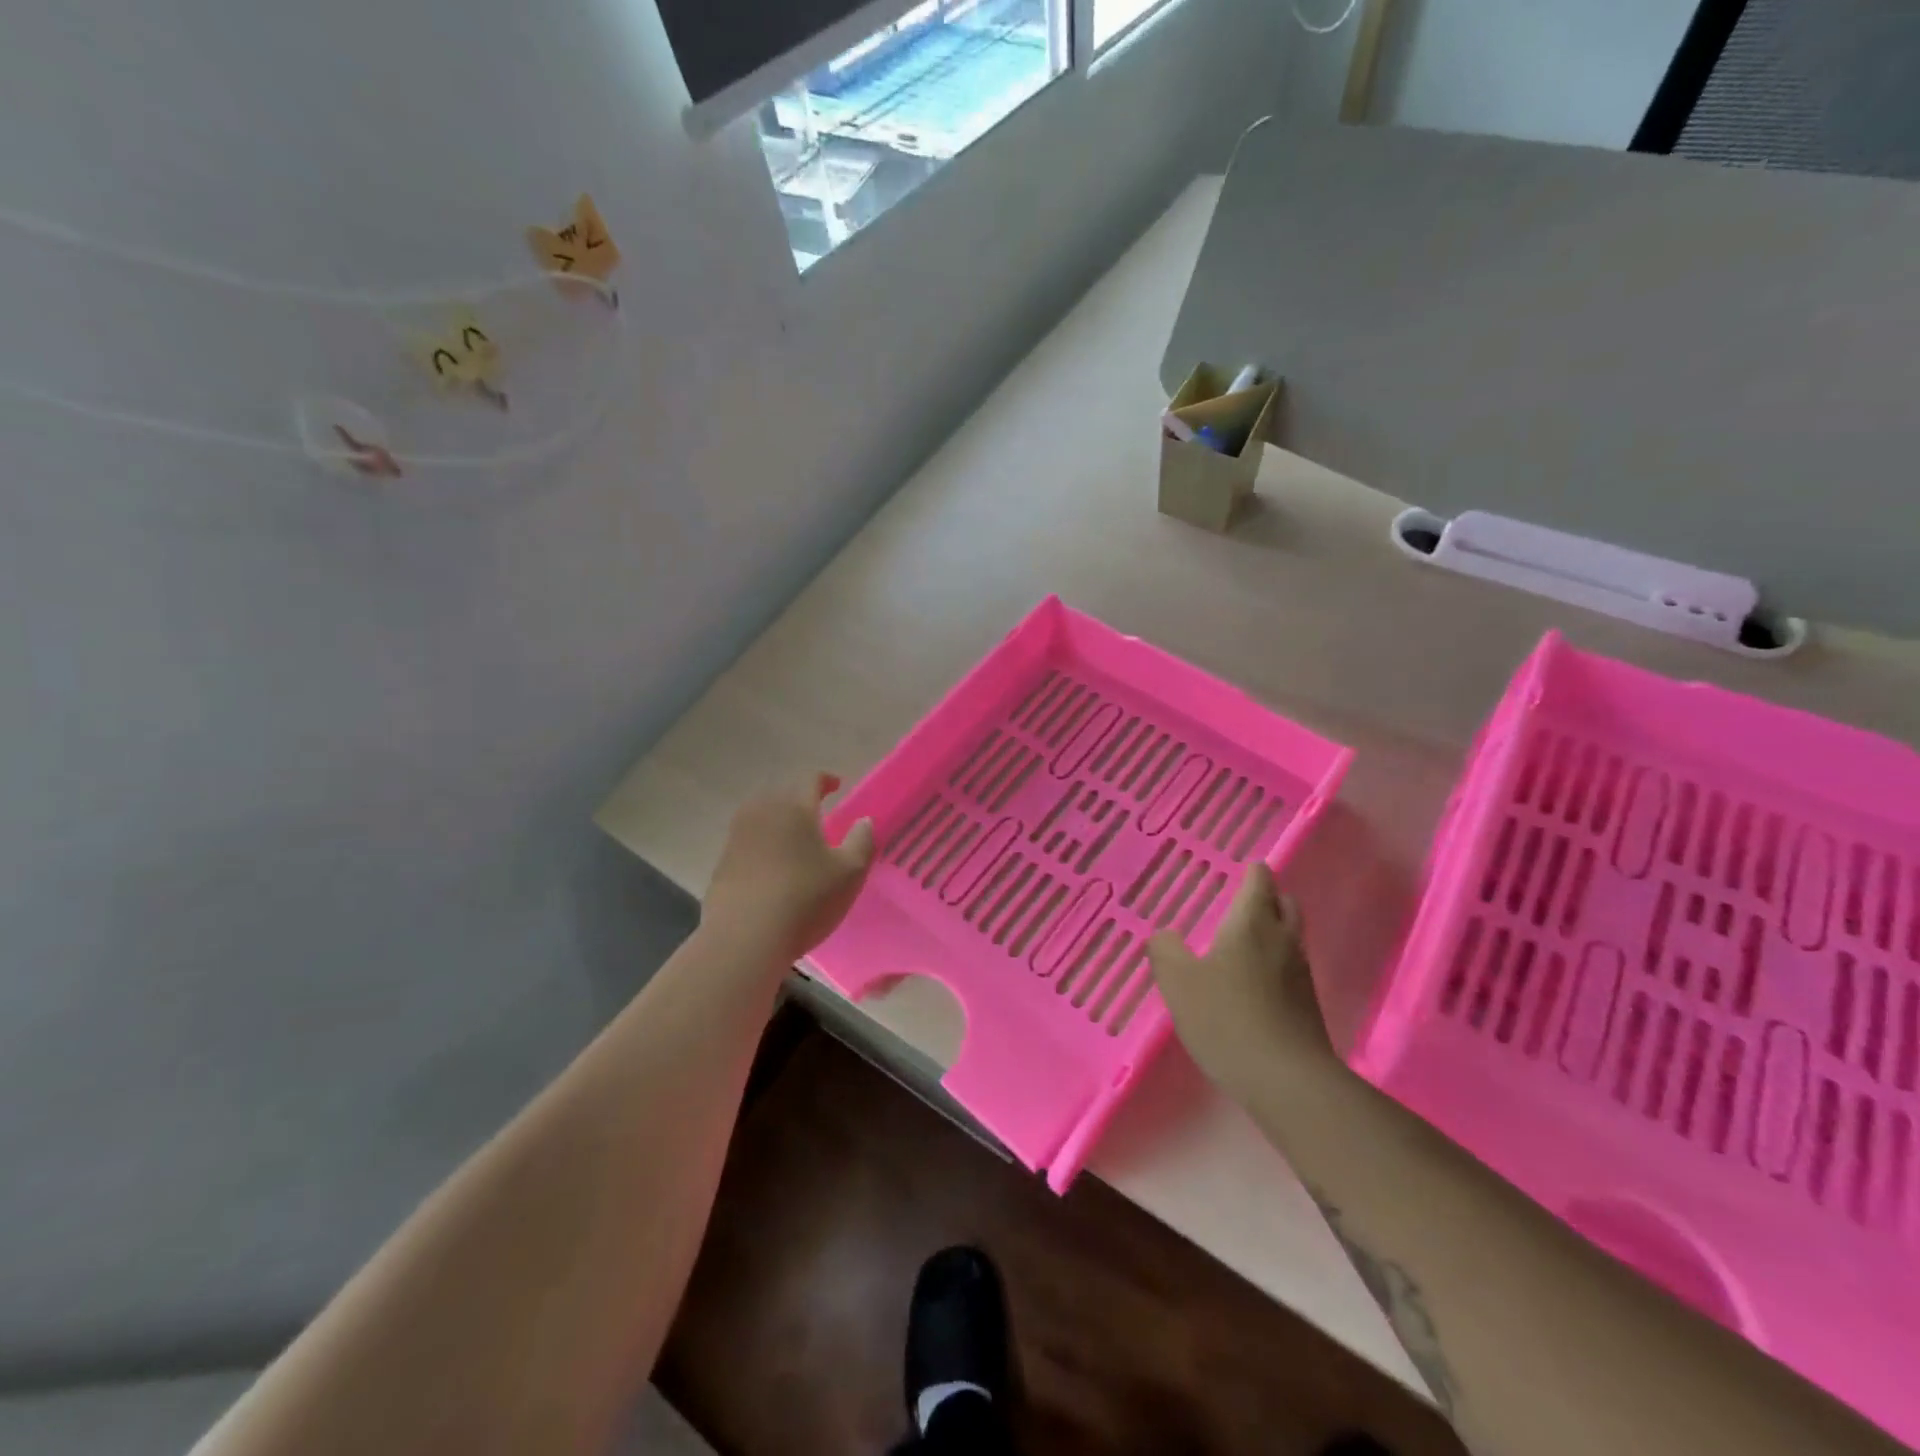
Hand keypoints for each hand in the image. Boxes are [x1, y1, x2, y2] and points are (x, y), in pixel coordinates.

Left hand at [702, 775, 874, 966]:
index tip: (836, 785)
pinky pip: (746, 840)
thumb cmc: (805, 899)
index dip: (825, 779)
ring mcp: (736, 837)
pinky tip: (771, 866)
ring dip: (777, 819)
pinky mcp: (721, 863)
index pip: (809, 778)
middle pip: (781, 792)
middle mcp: (761, 812)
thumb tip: (864, 821)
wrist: (744, 939)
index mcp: (794, 806)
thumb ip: (861, 841)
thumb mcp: (849, 873)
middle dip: (799, 797)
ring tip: (793, 837)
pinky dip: (761, 843)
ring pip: (759, 815)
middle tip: (816, 810)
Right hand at [1148, 863, 1336, 1099]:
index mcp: (1252, 923)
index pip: (1259, 881)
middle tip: (1243, 902)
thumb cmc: (1226, 1018)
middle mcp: (1283, 940)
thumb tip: (1165, 934)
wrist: (1287, 1081)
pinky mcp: (1308, 1007)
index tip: (1239, 869)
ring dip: (1273, 931)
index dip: (1251, 871)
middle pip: (1285, 904)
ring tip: (1244, 943)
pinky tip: (1253, 984)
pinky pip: (1292, 969)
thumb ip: (1165, 951)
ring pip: (1291, 937)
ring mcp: (1301, 974)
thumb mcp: (1178, 982)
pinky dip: (1276, 964)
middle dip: (1268, 897)